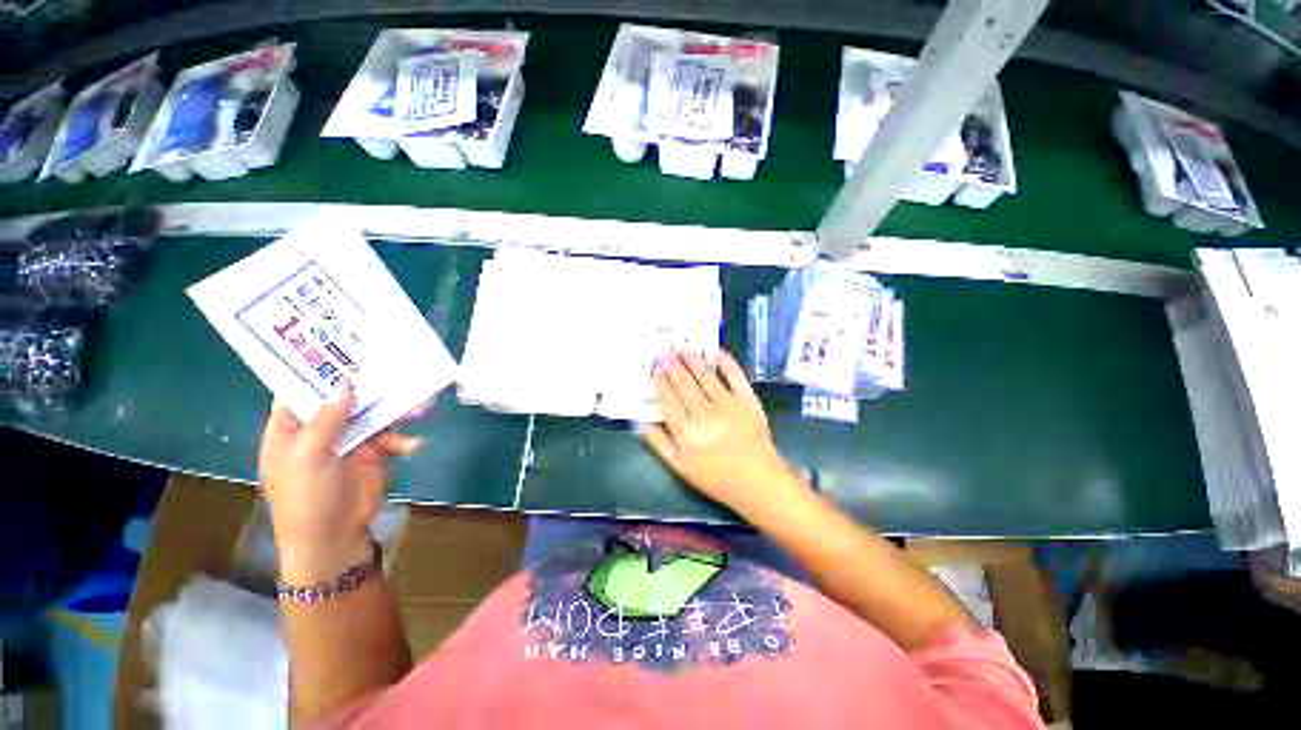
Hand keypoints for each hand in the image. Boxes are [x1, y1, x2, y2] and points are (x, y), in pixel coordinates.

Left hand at [257, 385, 421, 583]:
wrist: (332, 537)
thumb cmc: (306, 497)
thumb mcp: (308, 455)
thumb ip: (327, 419)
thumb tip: (346, 384)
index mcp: (290, 429)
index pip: (299, 392)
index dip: (317, 371)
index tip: (342, 350)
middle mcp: (319, 430)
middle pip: (344, 400)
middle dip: (370, 388)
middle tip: (394, 370)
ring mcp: (347, 442)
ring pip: (373, 416)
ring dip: (396, 411)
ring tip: (422, 405)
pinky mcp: (371, 454)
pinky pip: (390, 438)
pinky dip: (402, 440)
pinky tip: (412, 445)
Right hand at [641, 350, 803, 513]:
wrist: (758, 482)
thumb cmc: (717, 479)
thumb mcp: (681, 469)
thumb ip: (660, 446)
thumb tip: (642, 424)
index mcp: (686, 431)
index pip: (669, 400)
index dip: (661, 383)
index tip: (656, 369)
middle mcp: (704, 413)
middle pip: (684, 384)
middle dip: (673, 366)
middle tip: (665, 350)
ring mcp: (728, 404)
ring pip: (705, 377)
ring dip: (693, 360)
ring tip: (683, 348)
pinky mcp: (748, 401)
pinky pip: (736, 377)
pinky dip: (726, 363)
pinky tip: (716, 352)